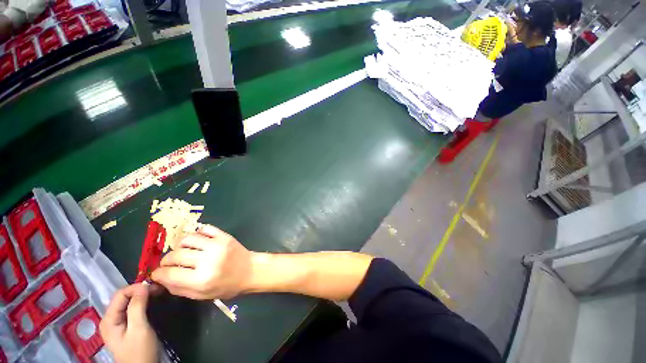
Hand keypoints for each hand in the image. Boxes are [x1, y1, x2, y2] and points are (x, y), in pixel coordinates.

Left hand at [100, 284, 158, 362]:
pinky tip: (151, 302)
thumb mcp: (139, 329)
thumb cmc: (140, 351)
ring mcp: (117, 323)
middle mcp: (110, 319)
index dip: (136, 288)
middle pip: (123, 297)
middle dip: (140, 291)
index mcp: (109, 320)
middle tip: (159, 289)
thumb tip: (143, 286)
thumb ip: (137, 307)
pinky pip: (131, 309)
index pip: (120, 294)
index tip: (155, 287)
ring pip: (128, 302)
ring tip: (157, 294)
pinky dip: (142, 303)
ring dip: (142, 296)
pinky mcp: (125, 326)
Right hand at [151, 224, 253, 299]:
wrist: (250, 270)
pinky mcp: (224, 236)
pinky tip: (197, 242)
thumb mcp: (202, 295)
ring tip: (183, 252)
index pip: (169, 274)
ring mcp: (217, 245)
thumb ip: (179, 288)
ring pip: (187, 239)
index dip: (158, 274)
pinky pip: (205, 228)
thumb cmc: (227, 286)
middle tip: (168, 264)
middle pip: (175, 255)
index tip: (156, 273)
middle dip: (166, 260)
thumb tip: (160, 279)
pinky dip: (197, 234)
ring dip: (179, 246)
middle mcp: (208, 260)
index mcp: (202, 279)